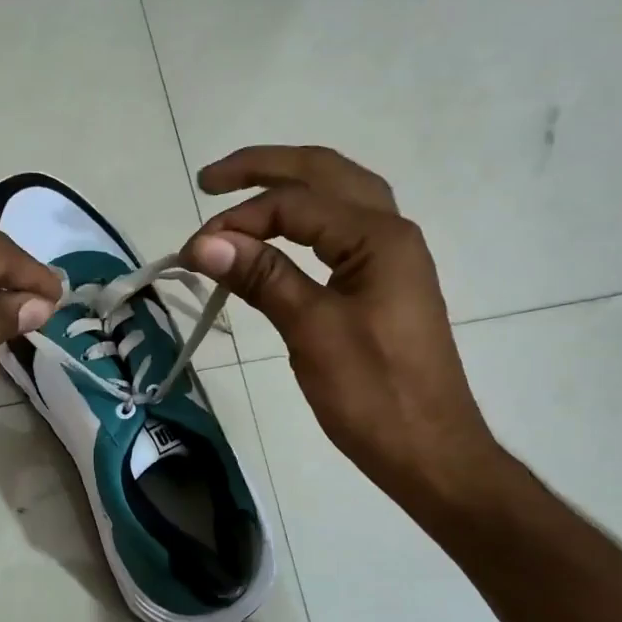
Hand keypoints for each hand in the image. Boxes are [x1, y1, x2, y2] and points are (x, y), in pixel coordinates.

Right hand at [187, 146, 502, 511]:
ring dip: (288, 188)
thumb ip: (262, 278)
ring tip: (240, 195)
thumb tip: (203, 243)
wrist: (429, 451)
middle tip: (209, 180)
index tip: (191, 253)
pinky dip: (304, 223)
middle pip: (324, 174)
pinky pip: (339, 233)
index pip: (295, 204)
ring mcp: (390, 259)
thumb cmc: (374, 394)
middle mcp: (390, 233)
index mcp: (378, 237)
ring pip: (337, 198)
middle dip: (264, 169)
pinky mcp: (383, 286)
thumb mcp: (312, 331)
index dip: (238, 220)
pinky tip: (280, 237)